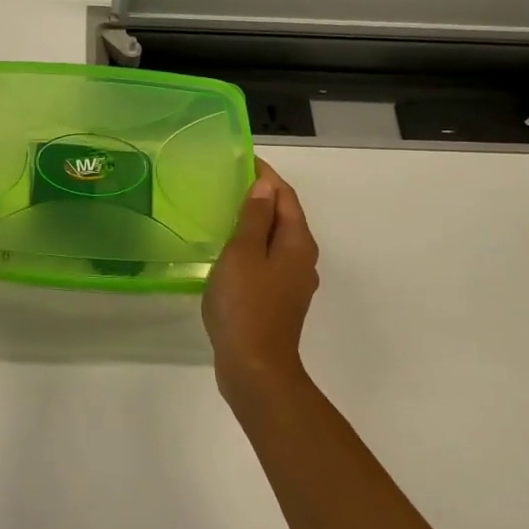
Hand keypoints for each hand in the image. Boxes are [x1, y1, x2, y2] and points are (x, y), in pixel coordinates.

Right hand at [203, 161, 320, 380]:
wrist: (254, 367)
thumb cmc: (246, 304)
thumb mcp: (243, 253)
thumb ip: (254, 219)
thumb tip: (265, 187)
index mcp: (298, 243)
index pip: (285, 196)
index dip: (265, 176)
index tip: (241, 160)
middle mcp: (302, 259)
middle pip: (285, 217)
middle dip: (261, 198)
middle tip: (228, 184)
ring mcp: (293, 283)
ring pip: (276, 241)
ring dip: (256, 224)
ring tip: (225, 213)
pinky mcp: (279, 301)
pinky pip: (267, 262)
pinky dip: (252, 248)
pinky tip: (229, 254)